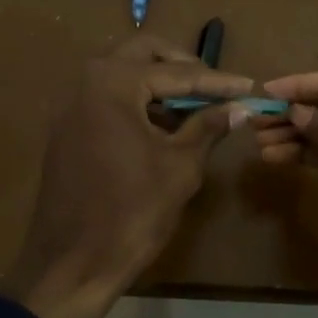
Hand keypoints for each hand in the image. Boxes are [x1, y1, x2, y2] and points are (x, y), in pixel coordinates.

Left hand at [0, 37, 253, 317]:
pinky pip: (109, 101)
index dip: (218, 82)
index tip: (250, 85)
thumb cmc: (132, 212)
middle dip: (184, 67)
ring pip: (124, 75)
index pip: (177, 72)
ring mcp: (72, 106)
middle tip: (217, 88)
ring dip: (160, 85)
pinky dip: (140, 104)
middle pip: (143, 54)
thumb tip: (240, 107)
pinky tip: (167, 128)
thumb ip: (209, 127)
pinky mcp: (68, 130)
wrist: (72, 263)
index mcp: (113, 83)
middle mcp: (86, 82)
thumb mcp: (181, 166)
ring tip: (198, 109)